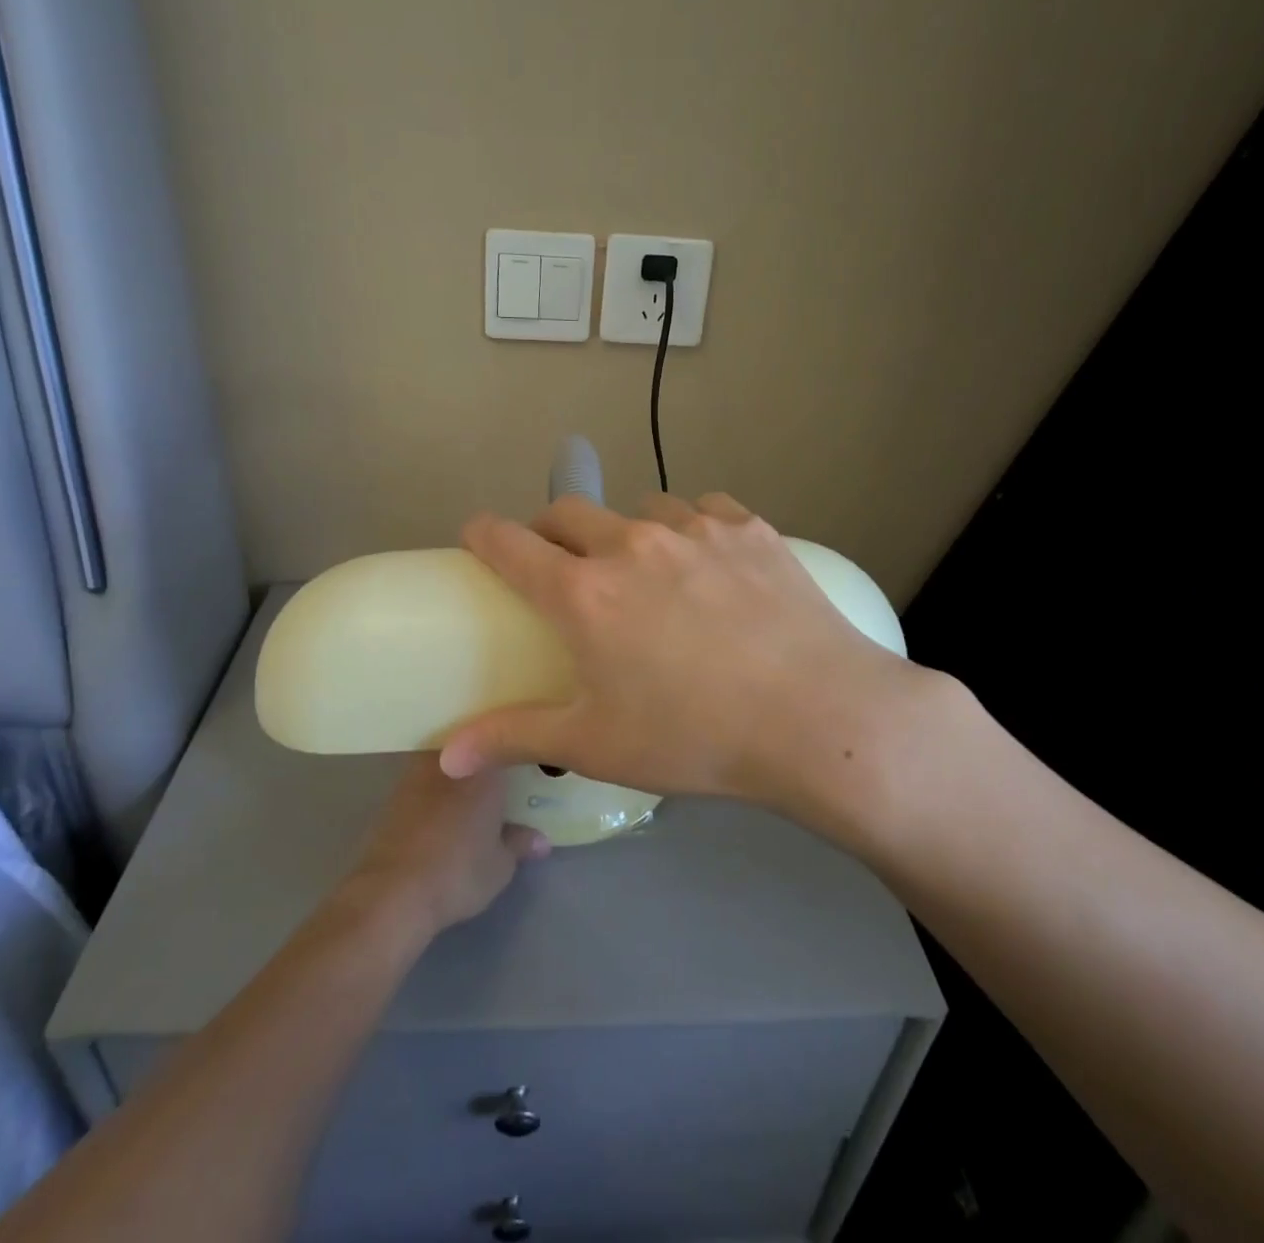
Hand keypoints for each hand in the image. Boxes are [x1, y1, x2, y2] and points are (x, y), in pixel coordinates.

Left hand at [349, 755, 549, 933]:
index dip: (518, 752)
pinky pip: (426, 779)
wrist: (393, 892)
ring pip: (448, 761)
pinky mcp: (395, 793)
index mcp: (485, 766)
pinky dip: (437, 790)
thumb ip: (520, 844)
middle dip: (488, 757)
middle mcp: (452, 759)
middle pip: (475, 745)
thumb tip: (540, 840)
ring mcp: (418, 772)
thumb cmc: (458, 872)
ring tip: (474, 792)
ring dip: (460, 772)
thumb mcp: (501, 865)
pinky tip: (445, 809)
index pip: (507, 744)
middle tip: (503, 776)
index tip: (528, 762)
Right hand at [439, 493, 944, 828]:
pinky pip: (702, 509)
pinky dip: (689, 528)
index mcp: (585, 593)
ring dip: (625, 531)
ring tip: (647, 572)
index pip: (510, 543)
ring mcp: (694, 528)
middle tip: (562, 566)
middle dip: (550, 531)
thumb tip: (445, 754)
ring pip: (638, 509)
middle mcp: (631, 544)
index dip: (483, 534)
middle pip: (567, 511)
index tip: (477, 536)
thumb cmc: (695, 737)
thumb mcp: (595, 745)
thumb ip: (514, 738)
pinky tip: (708, 562)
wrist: (819, 718)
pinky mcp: (747, 527)